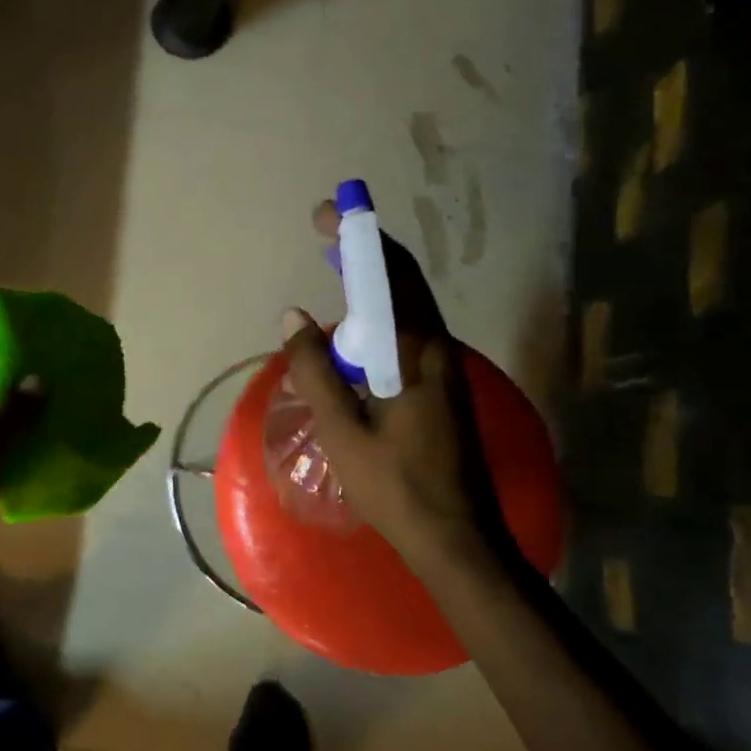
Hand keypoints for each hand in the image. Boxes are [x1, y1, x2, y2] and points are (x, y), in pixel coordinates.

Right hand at [281, 201, 490, 571]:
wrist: (457, 537)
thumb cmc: (395, 486)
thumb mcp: (343, 430)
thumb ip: (316, 371)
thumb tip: (293, 316)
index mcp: (415, 352)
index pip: (387, 275)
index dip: (358, 237)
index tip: (327, 213)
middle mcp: (437, 348)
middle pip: (403, 280)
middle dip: (365, 249)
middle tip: (327, 233)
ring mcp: (444, 367)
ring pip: (407, 305)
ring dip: (372, 281)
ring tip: (336, 270)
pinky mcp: (441, 386)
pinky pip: (408, 332)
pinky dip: (378, 315)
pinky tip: (353, 333)